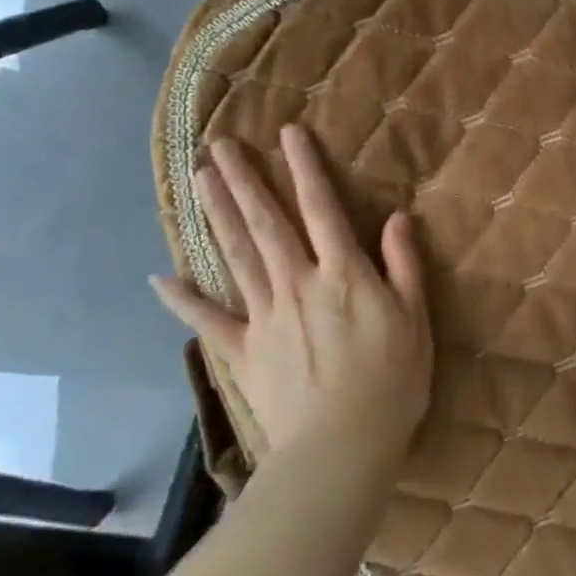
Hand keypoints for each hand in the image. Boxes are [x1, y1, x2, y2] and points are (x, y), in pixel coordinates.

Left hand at [151, 124, 433, 469]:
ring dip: (217, 216)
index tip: (289, 133)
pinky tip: (160, 278)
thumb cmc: (393, 380)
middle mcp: (298, 283)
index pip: (322, 208)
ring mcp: (265, 317)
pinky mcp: (243, 351)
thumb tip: (398, 217)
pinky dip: (183, 300)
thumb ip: (404, 265)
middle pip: (267, 223)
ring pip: (237, 256)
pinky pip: (208, 321)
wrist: (342, 443)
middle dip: (245, 181)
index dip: (306, 168)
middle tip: (221, 146)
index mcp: (343, 273)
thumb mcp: (416, 317)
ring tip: (199, 181)